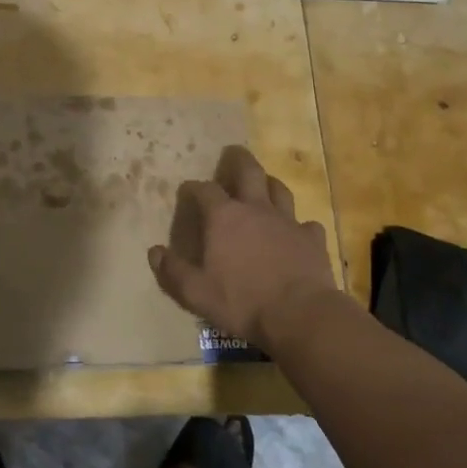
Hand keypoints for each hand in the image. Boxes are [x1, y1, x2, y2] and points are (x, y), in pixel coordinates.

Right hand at [148, 145, 343, 353]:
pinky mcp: (312, 239)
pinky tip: (298, 232)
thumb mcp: (196, 292)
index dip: (194, 188)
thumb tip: (154, 252)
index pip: (205, 190)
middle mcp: (256, 209)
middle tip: (233, 152)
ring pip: (279, 190)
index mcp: (224, 217)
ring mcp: (287, 221)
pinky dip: (300, 225)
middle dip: (239, 159)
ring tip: (265, 185)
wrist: (299, 315)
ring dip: (270, 185)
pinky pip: (307, 224)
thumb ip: (173, 271)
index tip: (188, 190)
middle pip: (249, 171)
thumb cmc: (242, 302)